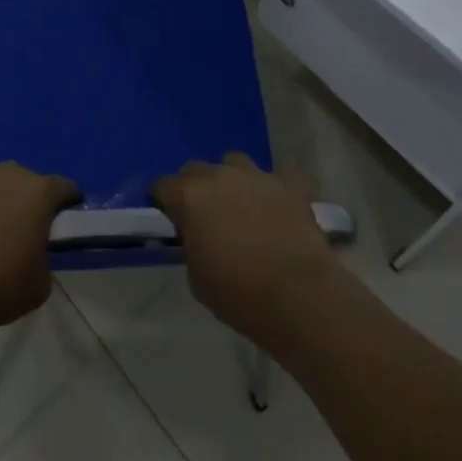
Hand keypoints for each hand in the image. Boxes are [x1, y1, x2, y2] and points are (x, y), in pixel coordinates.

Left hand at [0, 163, 79, 336]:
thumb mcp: (40, 284)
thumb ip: (45, 257)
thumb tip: (35, 251)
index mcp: (39, 192)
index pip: (65, 188)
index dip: (68, 202)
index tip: (65, 218)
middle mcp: (9, 172)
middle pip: (26, 182)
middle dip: (27, 201)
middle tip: (20, 229)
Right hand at [153, 153, 342, 344]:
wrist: (299, 297)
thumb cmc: (240, 295)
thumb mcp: (196, 278)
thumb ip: (191, 245)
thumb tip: (197, 236)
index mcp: (189, 197)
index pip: (163, 186)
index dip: (164, 202)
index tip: (170, 219)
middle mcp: (219, 176)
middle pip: (196, 169)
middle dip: (195, 188)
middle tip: (205, 216)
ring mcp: (256, 176)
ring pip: (235, 163)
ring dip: (233, 181)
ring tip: (242, 206)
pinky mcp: (289, 185)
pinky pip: (282, 175)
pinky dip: (279, 186)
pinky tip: (281, 203)